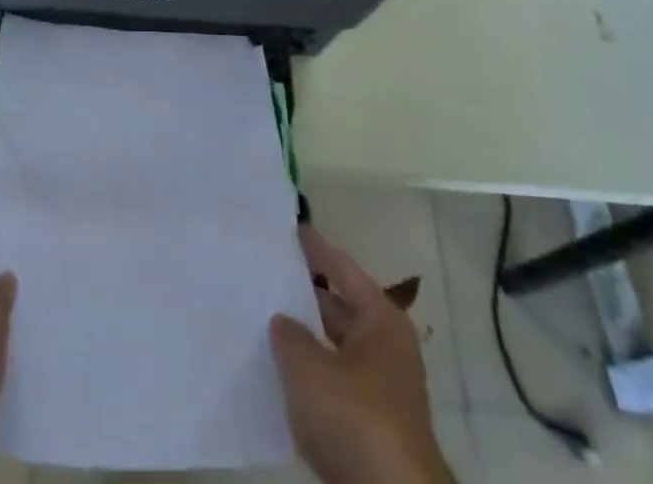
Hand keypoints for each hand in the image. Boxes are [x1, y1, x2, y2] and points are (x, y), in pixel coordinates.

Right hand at [270, 228, 454, 483]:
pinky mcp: (373, 427)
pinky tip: (281, 371)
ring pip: (336, 347)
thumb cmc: (356, 418)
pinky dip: (312, 373)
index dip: (316, 247)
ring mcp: (382, 389)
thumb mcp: (308, 368)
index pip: (342, 267)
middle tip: (269, 271)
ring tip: (266, 317)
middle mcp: (387, 347)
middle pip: (341, 306)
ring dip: (307, 336)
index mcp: (381, 319)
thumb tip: (283, 322)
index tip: (293, 226)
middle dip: (306, 293)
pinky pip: (335, 382)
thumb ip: (289, 335)